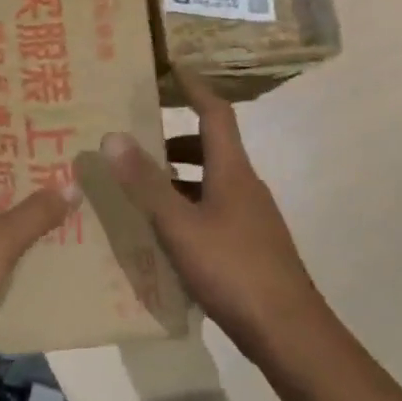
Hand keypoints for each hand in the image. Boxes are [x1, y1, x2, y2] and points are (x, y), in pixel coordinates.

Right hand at [100, 72, 325, 359]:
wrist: (288, 331)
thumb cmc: (233, 269)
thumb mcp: (179, 225)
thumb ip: (145, 183)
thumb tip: (113, 135)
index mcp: (233, 172)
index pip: (215, 113)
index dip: (195, 88)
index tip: (172, 69)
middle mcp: (245, 187)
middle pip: (212, 148)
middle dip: (175, 140)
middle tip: (136, 144)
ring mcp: (251, 218)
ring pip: (211, 183)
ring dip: (178, 178)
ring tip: (140, 190)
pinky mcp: (250, 246)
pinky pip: (213, 212)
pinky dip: (187, 209)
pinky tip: (164, 234)